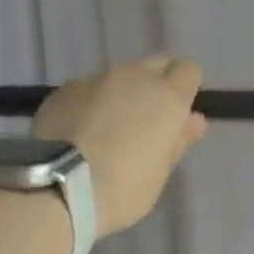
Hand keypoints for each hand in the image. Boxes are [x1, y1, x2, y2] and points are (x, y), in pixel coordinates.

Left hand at [32, 55, 207, 237]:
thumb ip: (178, 139)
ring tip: (110, 129)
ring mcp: (95, 79)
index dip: (186, 90)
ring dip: (123, 94)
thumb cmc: (125, 187)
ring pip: (120, 76)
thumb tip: (193, 120)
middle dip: (157, 85)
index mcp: (167, 97)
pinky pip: (89, 88)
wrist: (59, 186)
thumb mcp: (161, 171)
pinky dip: (93, 103)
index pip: (189, 71)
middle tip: (148, 121)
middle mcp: (134, 77)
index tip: (178, 115)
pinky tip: (82, 131)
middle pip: (155, 65)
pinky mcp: (64, 89)